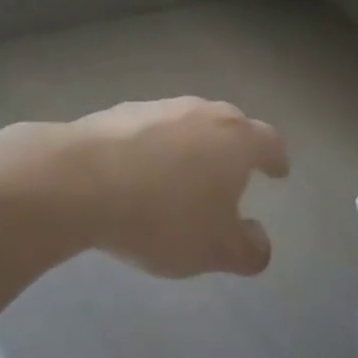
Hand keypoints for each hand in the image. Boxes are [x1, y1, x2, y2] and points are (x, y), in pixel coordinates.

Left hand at [0, 98, 287, 278]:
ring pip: (188, 123)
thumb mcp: (213, 250)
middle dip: (235, 147)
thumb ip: (247, 249)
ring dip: (192, 145)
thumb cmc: (162, 216)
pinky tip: (138, 173)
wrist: (79, 180)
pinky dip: (153, 147)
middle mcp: (204, 113)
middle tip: (232, 172)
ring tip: (182, 175)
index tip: (278, 170)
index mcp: (236, 140)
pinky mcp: (120, 111)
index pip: (269, 143)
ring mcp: (161, 107)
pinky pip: (150, 129)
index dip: (276, 159)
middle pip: (230, 125)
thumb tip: (260, 242)